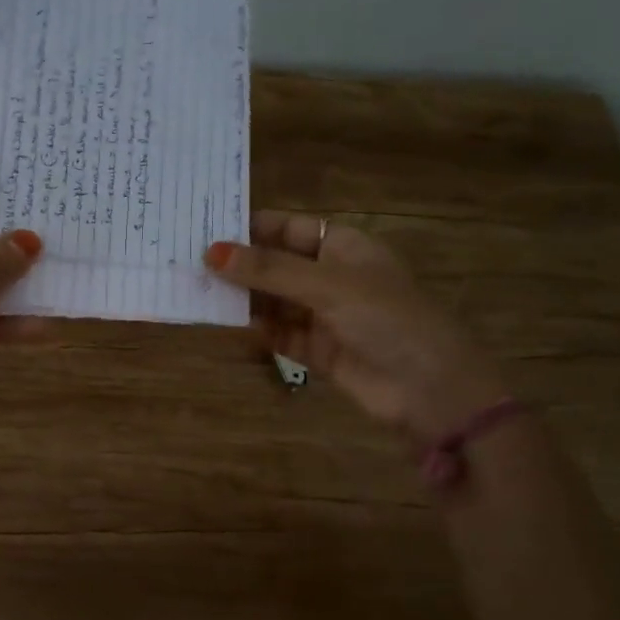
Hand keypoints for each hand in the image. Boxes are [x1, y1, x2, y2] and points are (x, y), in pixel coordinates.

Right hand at [205, 212, 509, 443]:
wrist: (431, 391)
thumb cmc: (387, 319)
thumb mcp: (327, 285)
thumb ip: (268, 270)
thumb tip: (211, 252)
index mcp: (343, 246)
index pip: (287, 228)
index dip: (249, 228)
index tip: (204, 229)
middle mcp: (331, 276)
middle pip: (276, 264)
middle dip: (239, 265)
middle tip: (188, 263)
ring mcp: (324, 314)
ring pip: (273, 300)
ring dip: (242, 298)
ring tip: (195, 292)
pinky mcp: (318, 350)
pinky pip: (278, 332)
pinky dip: (255, 329)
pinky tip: (223, 324)